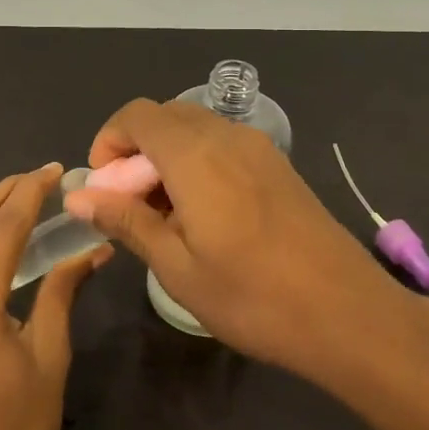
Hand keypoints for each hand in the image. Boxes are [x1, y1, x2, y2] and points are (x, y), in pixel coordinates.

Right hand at [64, 100, 428, 378]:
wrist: (349, 314)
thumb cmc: (253, 297)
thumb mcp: (177, 267)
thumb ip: (127, 221)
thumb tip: (79, 195)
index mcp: (195, 154)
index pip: (136, 115)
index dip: (109, 142)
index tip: (104, 189)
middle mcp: (227, 136)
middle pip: (165, 117)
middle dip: (135, 151)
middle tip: (130, 206)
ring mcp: (258, 148)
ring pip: (195, 130)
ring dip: (167, 158)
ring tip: (165, 217)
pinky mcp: (278, 166)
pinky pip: (223, 145)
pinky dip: (198, 163)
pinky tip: (204, 216)